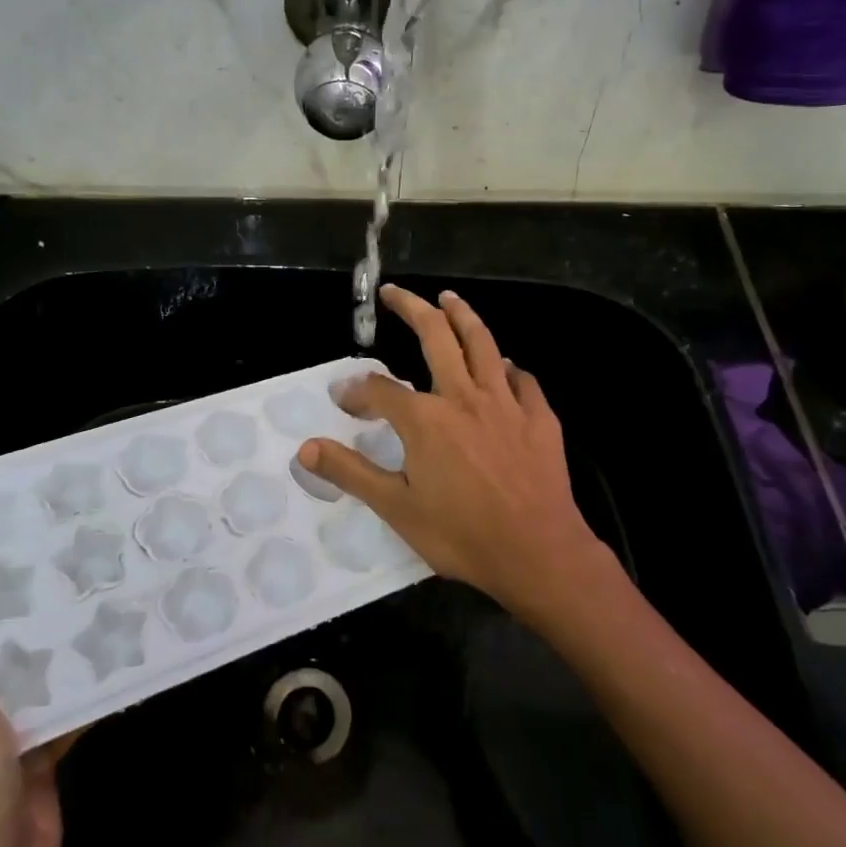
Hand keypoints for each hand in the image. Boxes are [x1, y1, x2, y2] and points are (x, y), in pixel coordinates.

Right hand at [298, 284, 623, 624]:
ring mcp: (506, 403)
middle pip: (435, 337)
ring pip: (483, 344)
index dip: (357, 390)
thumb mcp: (396, 508)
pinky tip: (502, 366)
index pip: (380, 389)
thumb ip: (350, 472)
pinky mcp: (539, 418)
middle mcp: (464, 397)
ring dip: (463, 315)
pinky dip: (507, 367)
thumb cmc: (462, 534)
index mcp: (425, 419)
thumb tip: (306, 448)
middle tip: (394, 292)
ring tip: (449, 297)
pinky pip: (522, 379)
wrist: (538, 554)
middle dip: (412, 308)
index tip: (344, 399)